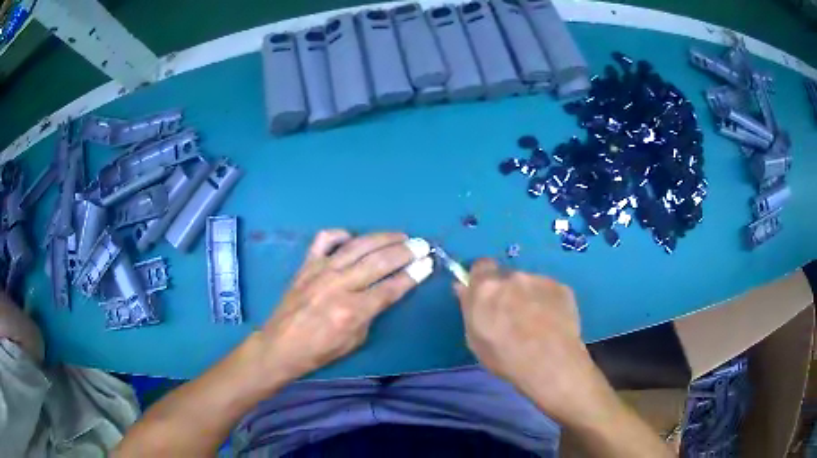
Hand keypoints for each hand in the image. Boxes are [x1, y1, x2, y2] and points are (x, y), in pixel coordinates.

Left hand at [260, 230, 427, 381]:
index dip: (413, 274)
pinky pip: (324, 240)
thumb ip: (372, 313)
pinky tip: (353, 237)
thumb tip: (386, 290)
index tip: (428, 263)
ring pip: (358, 246)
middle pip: (379, 261)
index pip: (391, 287)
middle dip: (405, 251)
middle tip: (421, 245)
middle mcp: (339, 285)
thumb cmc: (319, 350)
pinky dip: (341, 234)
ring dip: (383, 238)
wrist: (280, 345)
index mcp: (352, 310)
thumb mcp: (355, 340)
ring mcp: (321, 271)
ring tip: (400, 235)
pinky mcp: (307, 265)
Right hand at [454, 259, 612, 424]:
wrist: (552, 364)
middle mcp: (513, 276)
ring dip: (528, 297)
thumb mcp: (475, 339)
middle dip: (507, 292)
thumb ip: (468, 308)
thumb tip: (463, 287)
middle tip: (512, 317)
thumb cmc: (506, 358)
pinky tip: (552, 323)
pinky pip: (549, 291)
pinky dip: (547, 302)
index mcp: (486, 288)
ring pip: (529, 284)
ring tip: (537, 324)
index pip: (480, 266)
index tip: (486, 297)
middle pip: (506, 277)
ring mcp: (540, 280)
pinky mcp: (562, 287)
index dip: (482, 280)